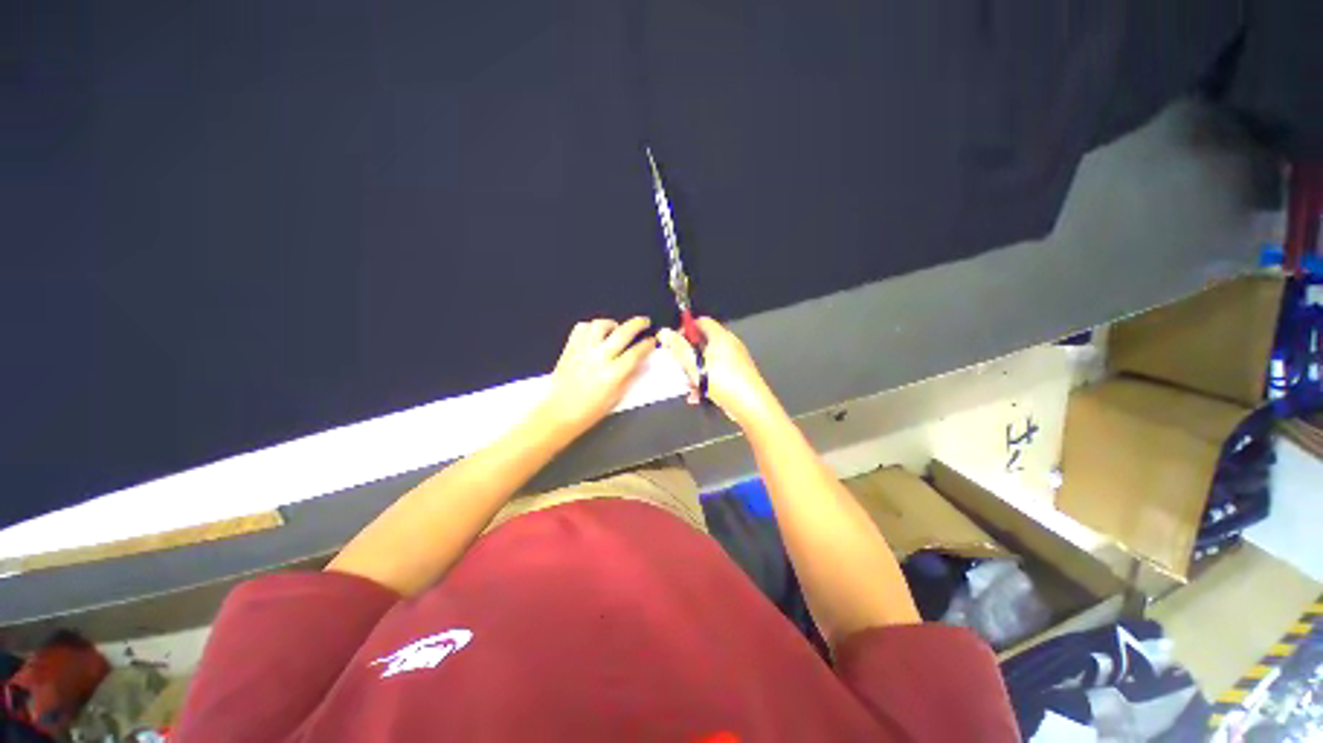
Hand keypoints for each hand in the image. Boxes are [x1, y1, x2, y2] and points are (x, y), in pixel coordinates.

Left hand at [537, 317, 653, 437]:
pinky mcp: (570, 348)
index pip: (636, 352)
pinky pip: (581, 328)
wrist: (559, 412)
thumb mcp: (616, 396)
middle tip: (644, 321)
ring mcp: (583, 350)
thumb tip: (639, 361)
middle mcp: (599, 357)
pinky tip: (596, 334)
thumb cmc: (591, 410)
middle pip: (623, 332)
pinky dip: (591, 327)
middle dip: (638, 324)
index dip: (647, 344)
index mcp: (613, 374)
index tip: (652, 341)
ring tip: (616, 329)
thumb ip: (629, 376)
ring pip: (600, 325)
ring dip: (612, 324)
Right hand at [658, 317, 781, 427]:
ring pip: (709, 361)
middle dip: (689, 356)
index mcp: (721, 337)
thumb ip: (678, 348)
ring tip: (689, 387)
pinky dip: (707, 381)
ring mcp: (736, 360)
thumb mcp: (694, 365)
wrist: (751, 405)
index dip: (686, 329)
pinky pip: (718, 372)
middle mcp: (730, 344)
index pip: (701, 322)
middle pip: (704, 342)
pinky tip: (699, 396)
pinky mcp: (739, 374)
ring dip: (696, 372)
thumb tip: (663, 332)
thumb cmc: (721, 381)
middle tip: (680, 368)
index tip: (675, 343)